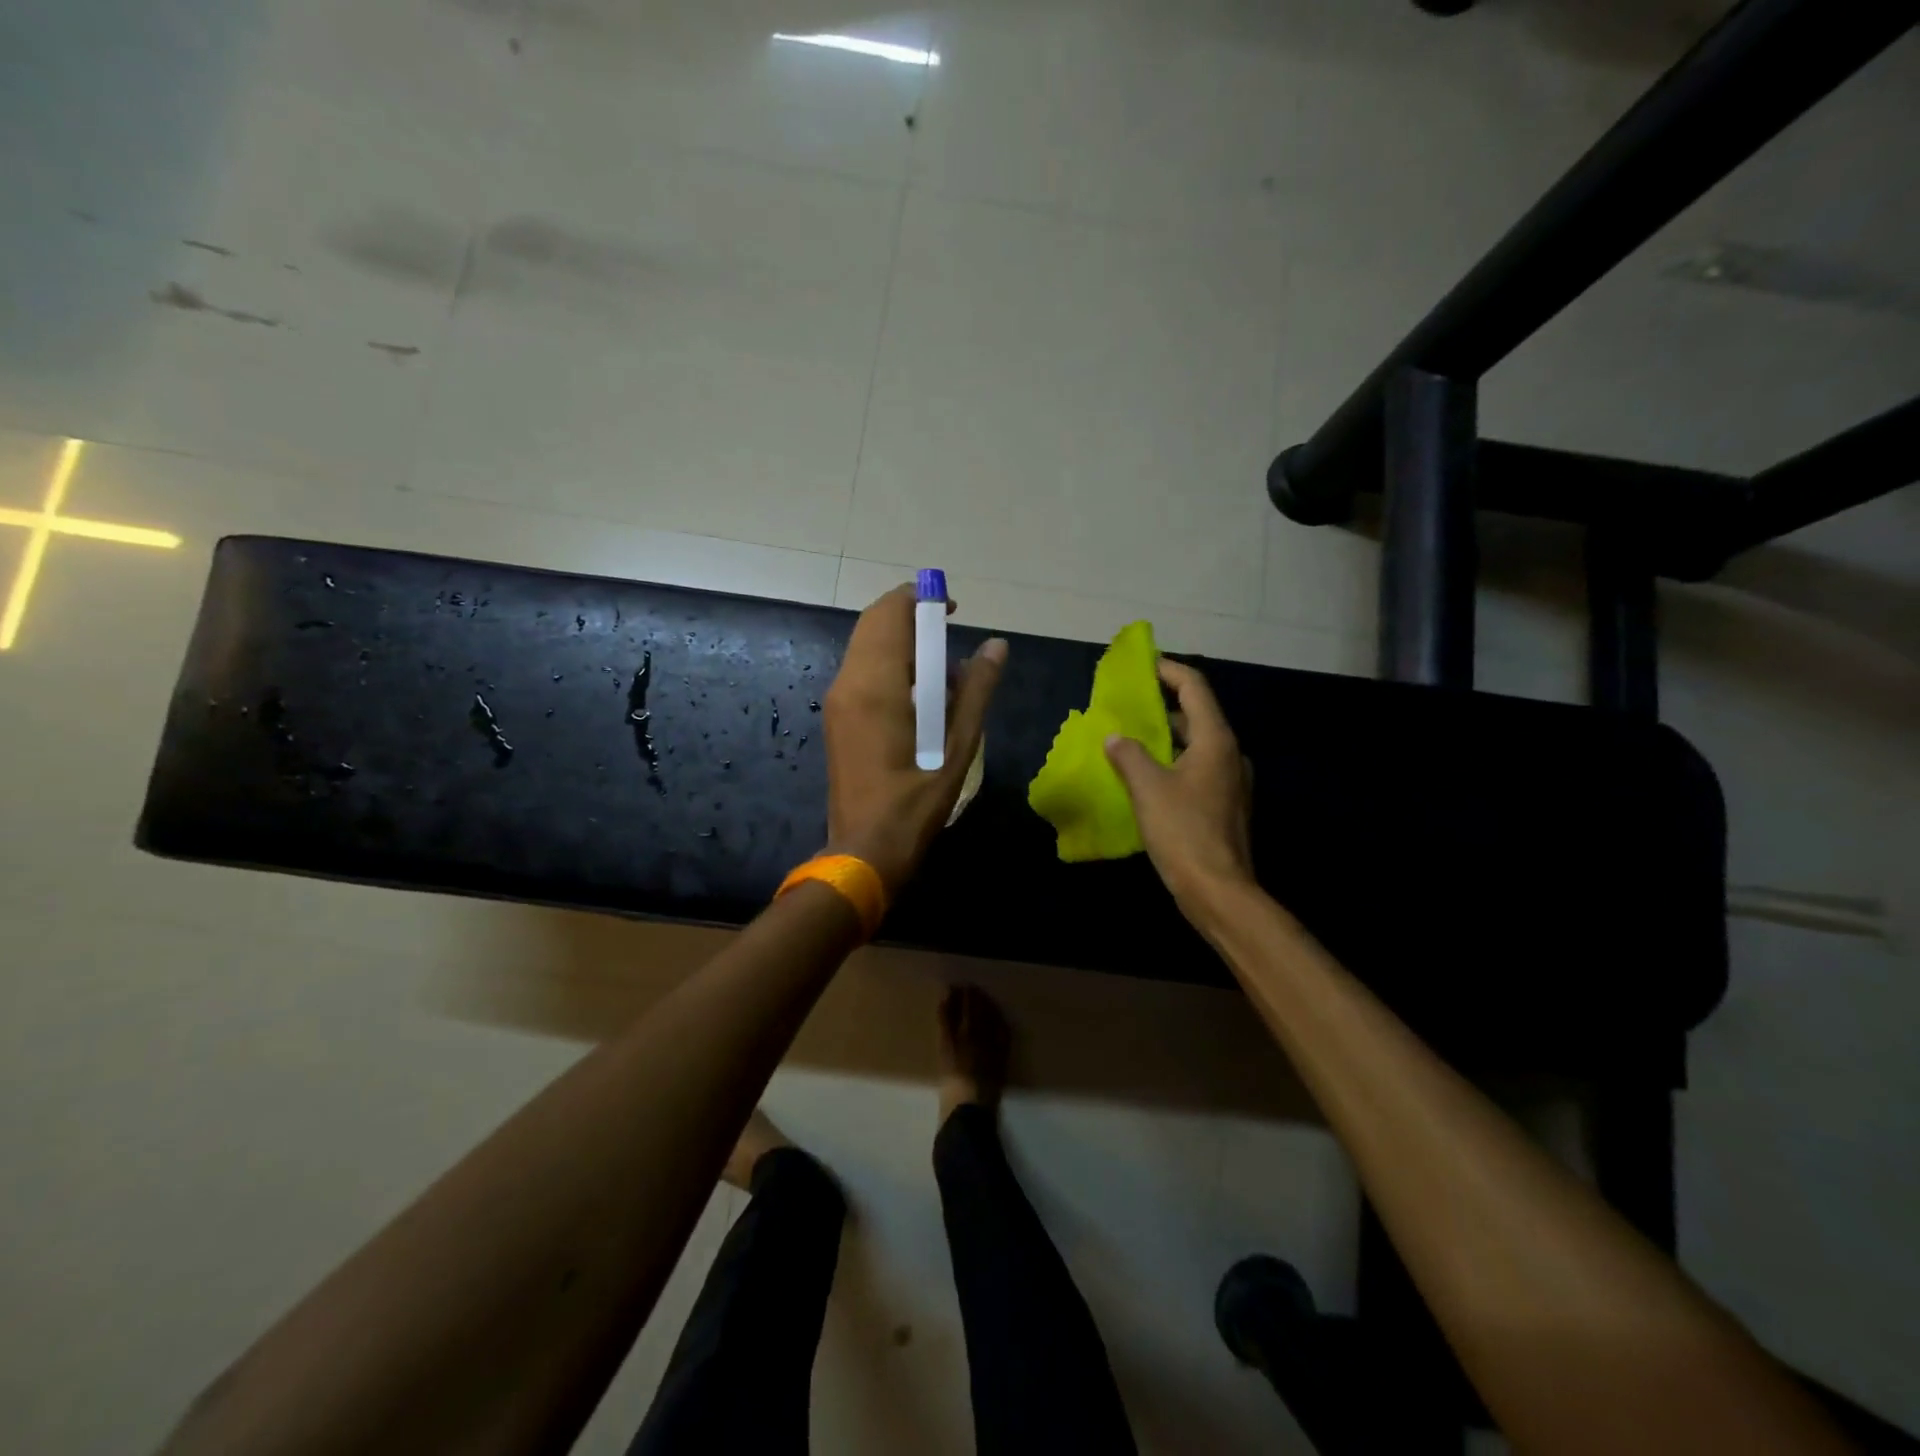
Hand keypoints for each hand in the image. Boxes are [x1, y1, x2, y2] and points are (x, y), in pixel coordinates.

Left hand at [824, 584, 1007, 894]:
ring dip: (901, 641)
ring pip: (866, 646)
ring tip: (942, 667)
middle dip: (911, 617)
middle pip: (874, 623)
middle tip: (949, 634)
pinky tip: (919, 693)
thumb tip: (996, 645)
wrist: (864, 851)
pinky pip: (862, 670)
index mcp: (876, 684)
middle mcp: (848, 682)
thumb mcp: (957, 747)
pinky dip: (890, 664)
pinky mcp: (837, 717)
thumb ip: (977, 691)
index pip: (890, 613)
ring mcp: (837, 701)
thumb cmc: (915, 803)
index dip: (920, 599)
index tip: (952, 609)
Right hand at [1104, 659, 1253, 915]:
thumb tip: (1115, 738)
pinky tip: (1146, 776)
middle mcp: (1229, 754)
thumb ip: (1128, 755)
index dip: (1168, 670)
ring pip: (1196, 745)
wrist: (1219, 891)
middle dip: (1162, 705)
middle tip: (1127, 704)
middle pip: (1197, 715)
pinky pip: (1196, 769)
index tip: (1142, 664)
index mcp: (1215, 741)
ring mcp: (1230, 782)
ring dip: (1166, 737)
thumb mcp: (1148, 789)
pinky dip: (1172, 762)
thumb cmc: (1183, 832)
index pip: (1194, 688)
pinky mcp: (1224, 805)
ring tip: (1130, 737)